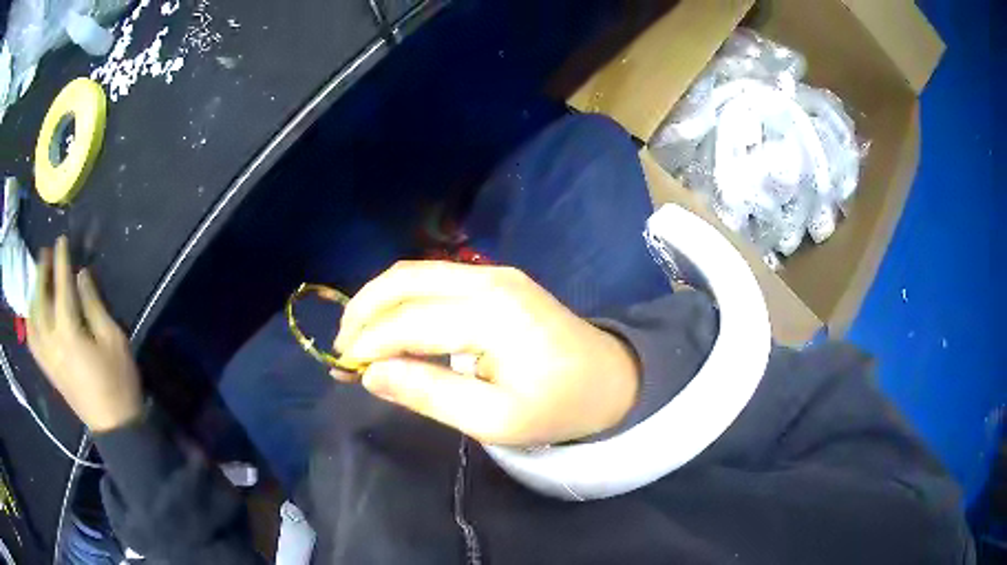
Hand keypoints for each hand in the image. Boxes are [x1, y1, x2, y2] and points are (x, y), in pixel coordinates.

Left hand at [27, 237, 142, 432]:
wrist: (115, 428)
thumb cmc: (119, 382)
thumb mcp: (114, 340)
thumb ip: (94, 305)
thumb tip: (82, 276)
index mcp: (69, 334)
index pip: (61, 288)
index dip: (61, 262)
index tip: (61, 240)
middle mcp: (52, 343)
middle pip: (40, 301)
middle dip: (42, 274)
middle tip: (45, 254)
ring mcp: (48, 359)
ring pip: (32, 320)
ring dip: (33, 295)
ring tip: (38, 281)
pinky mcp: (49, 371)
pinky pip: (32, 341)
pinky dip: (30, 320)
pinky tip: (34, 312)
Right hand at [335, 261, 639, 445]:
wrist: (611, 379)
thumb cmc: (558, 407)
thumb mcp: (494, 420)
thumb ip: (429, 394)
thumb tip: (371, 374)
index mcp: (492, 315)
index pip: (408, 322)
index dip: (368, 344)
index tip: (341, 368)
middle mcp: (489, 280)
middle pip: (405, 280)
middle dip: (363, 310)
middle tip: (342, 348)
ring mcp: (494, 273)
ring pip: (416, 272)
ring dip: (379, 300)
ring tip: (358, 336)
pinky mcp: (497, 278)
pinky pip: (435, 278)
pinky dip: (403, 298)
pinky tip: (392, 323)